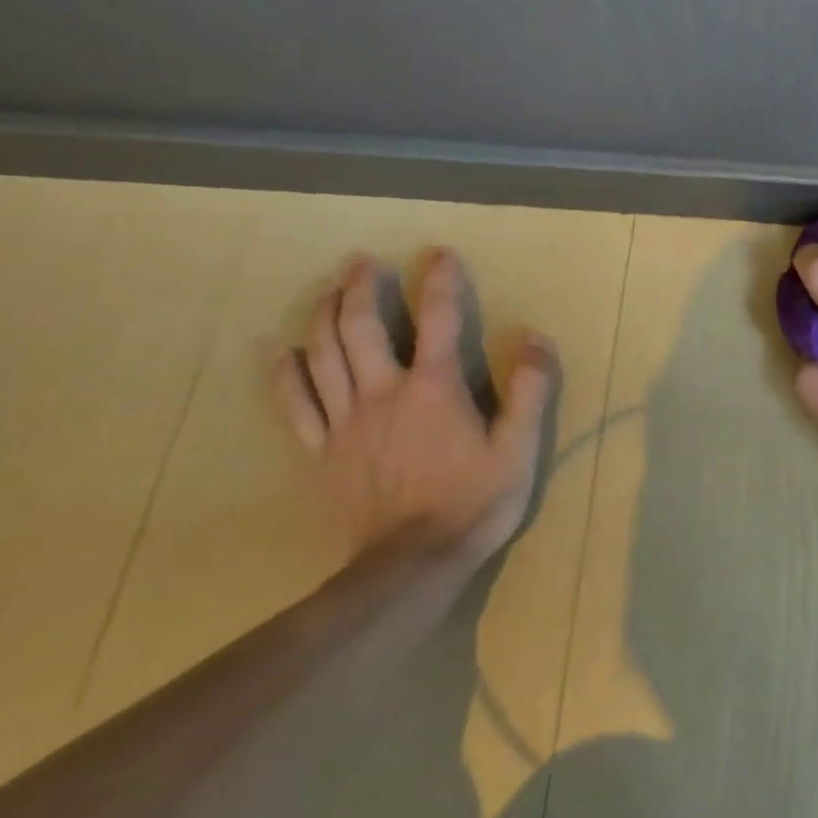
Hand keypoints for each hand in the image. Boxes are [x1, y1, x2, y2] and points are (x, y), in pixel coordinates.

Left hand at [272, 250, 557, 558]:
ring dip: (325, 317)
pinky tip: (285, 354)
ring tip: (329, 291)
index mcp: (434, 388)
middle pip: (361, 328)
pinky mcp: (321, 452)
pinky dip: (288, 376)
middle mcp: (384, 393)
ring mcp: (345, 423)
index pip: (438, 320)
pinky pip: (295, 406)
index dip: (439, 282)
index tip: (439, 254)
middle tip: (360, 261)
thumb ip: (530, 389)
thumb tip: (533, 336)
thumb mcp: (519, 447)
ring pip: (325, 356)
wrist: (412, 563)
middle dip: (361, 288)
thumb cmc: (474, 502)